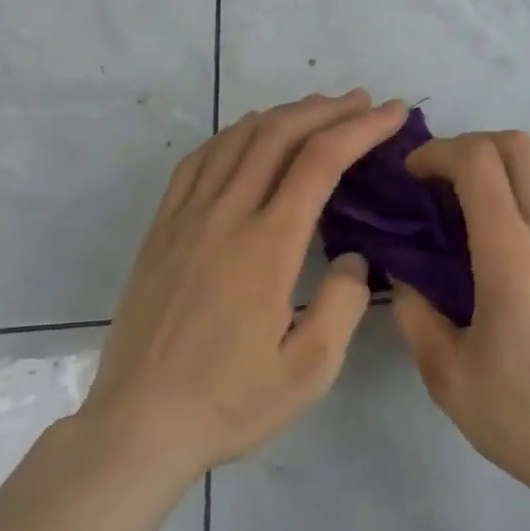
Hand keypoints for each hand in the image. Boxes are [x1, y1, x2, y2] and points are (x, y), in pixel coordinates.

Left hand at [79, 91, 408, 483]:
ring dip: (284, 113)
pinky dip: (234, 133)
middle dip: (328, 109)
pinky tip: (251, 134)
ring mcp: (187, 217)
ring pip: (238, 138)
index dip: (361, 128)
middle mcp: (226, 215)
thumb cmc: (228, 401)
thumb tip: (352, 256)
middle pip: (280, 134)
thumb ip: (344, 303)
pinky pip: (200, 159)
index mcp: (267, 245)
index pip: (321, 160)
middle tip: (364, 102)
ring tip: (318, 108)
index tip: (392, 113)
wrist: (136, 428)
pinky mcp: (162, 228)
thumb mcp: (310, 371)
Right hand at [391, 131, 529, 504]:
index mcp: (512, 257)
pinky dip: (522, 183)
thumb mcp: (446, 374)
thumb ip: (414, 310)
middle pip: (515, 144)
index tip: (410, 175)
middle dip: (467, 145)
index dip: (438, 152)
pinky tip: (500, 228)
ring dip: (499, 162)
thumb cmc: (521, 416)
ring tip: (465, 199)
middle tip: (435, 181)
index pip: (479, 162)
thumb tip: (401, 267)